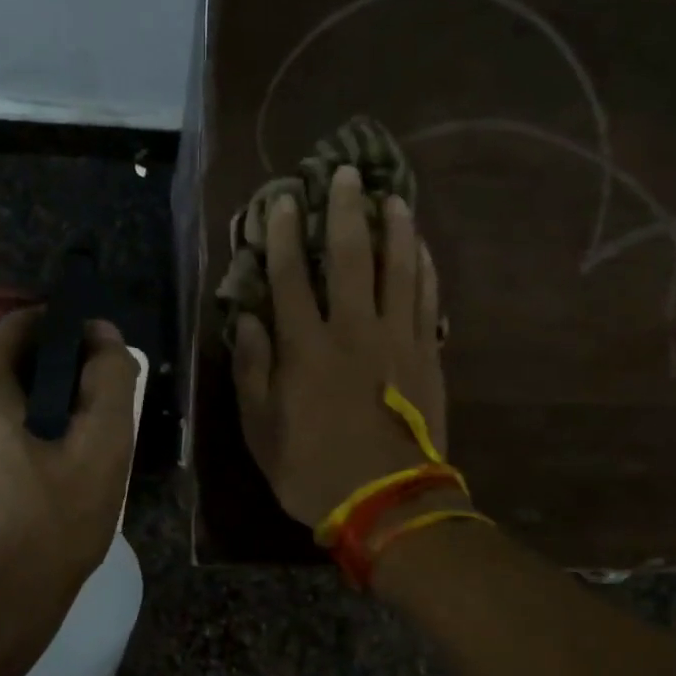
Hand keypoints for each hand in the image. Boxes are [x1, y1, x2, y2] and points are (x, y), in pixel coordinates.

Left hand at [0, 311, 138, 643]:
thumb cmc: (50, 528)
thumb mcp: (101, 449)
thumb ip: (109, 378)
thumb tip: (102, 334)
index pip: (24, 324)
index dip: (69, 335)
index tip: (100, 367)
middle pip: (6, 361)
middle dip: (52, 377)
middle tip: (91, 419)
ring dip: (29, 407)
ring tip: (66, 451)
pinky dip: (4, 432)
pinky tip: (32, 473)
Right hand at [232, 165, 447, 526]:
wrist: (386, 502)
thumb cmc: (312, 468)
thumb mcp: (260, 428)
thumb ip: (252, 369)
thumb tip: (247, 319)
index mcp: (306, 347)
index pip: (291, 275)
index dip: (286, 234)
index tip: (285, 201)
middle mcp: (352, 329)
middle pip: (351, 257)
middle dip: (345, 211)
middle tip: (345, 174)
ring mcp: (397, 338)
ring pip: (399, 269)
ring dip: (395, 228)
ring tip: (392, 196)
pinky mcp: (427, 353)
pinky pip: (428, 299)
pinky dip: (424, 268)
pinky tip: (421, 247)